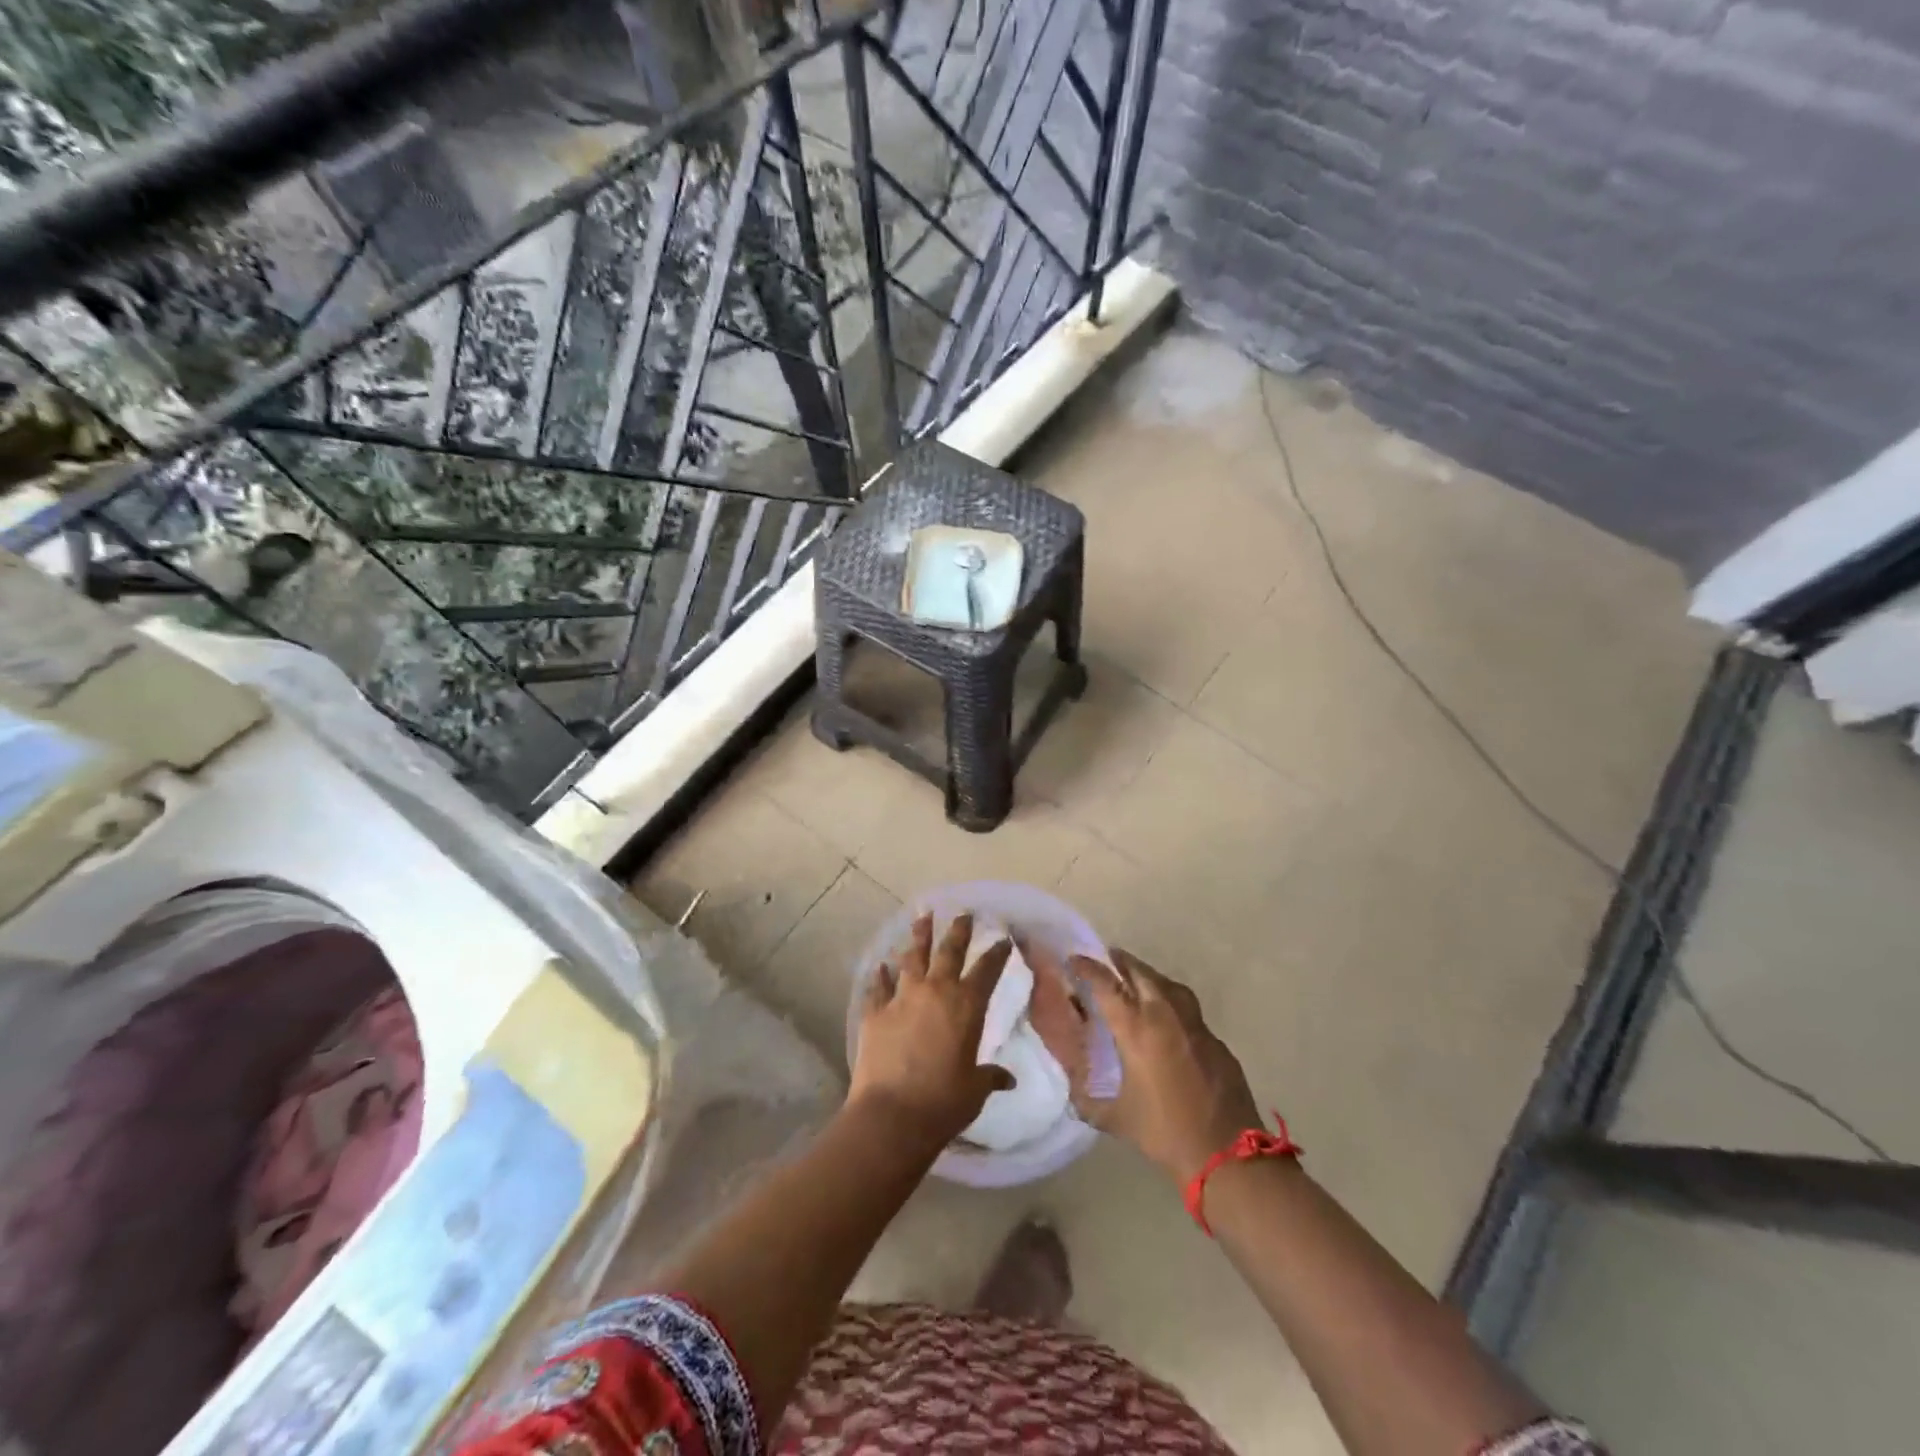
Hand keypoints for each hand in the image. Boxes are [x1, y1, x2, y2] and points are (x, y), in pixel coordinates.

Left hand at [850, 912, 1015, 1145]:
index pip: (987, 970)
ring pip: (912, 958)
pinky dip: (881, 976)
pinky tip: (881, 966)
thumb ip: (990, 1076)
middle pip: (949, 951)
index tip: (1002, 939)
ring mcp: (902, 998)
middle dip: (958, 931)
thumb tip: (1007, 1079)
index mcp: (966, 1006)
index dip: (996, 953)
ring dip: (919, 937)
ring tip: (922, 918)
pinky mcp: (875, 1012)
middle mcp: (936, 991)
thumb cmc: (943, 1102)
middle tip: (963, 914)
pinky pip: (879, 987)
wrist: (892, 1114)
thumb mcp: (975, 1089)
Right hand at [1068, 948, 1262, 1183]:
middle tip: (1108, 958)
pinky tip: (1168, 1020)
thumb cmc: (1164, 1132)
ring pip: (1169, 986)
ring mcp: (1195, 1026)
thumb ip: (1089, 1102)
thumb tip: (1073, 1093)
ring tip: (1137, 979)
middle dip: (1122, 962)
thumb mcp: (1116, 1118)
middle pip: (1141, 974)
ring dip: (1150, 977)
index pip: (1106, 985)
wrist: (1226, 1153)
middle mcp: (1165, 1016)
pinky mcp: (1216, 1041)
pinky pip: (1189, 1010)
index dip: (1088, 968)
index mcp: (1136, 1030)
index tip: (1074, 960)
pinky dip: (1172, 1004)